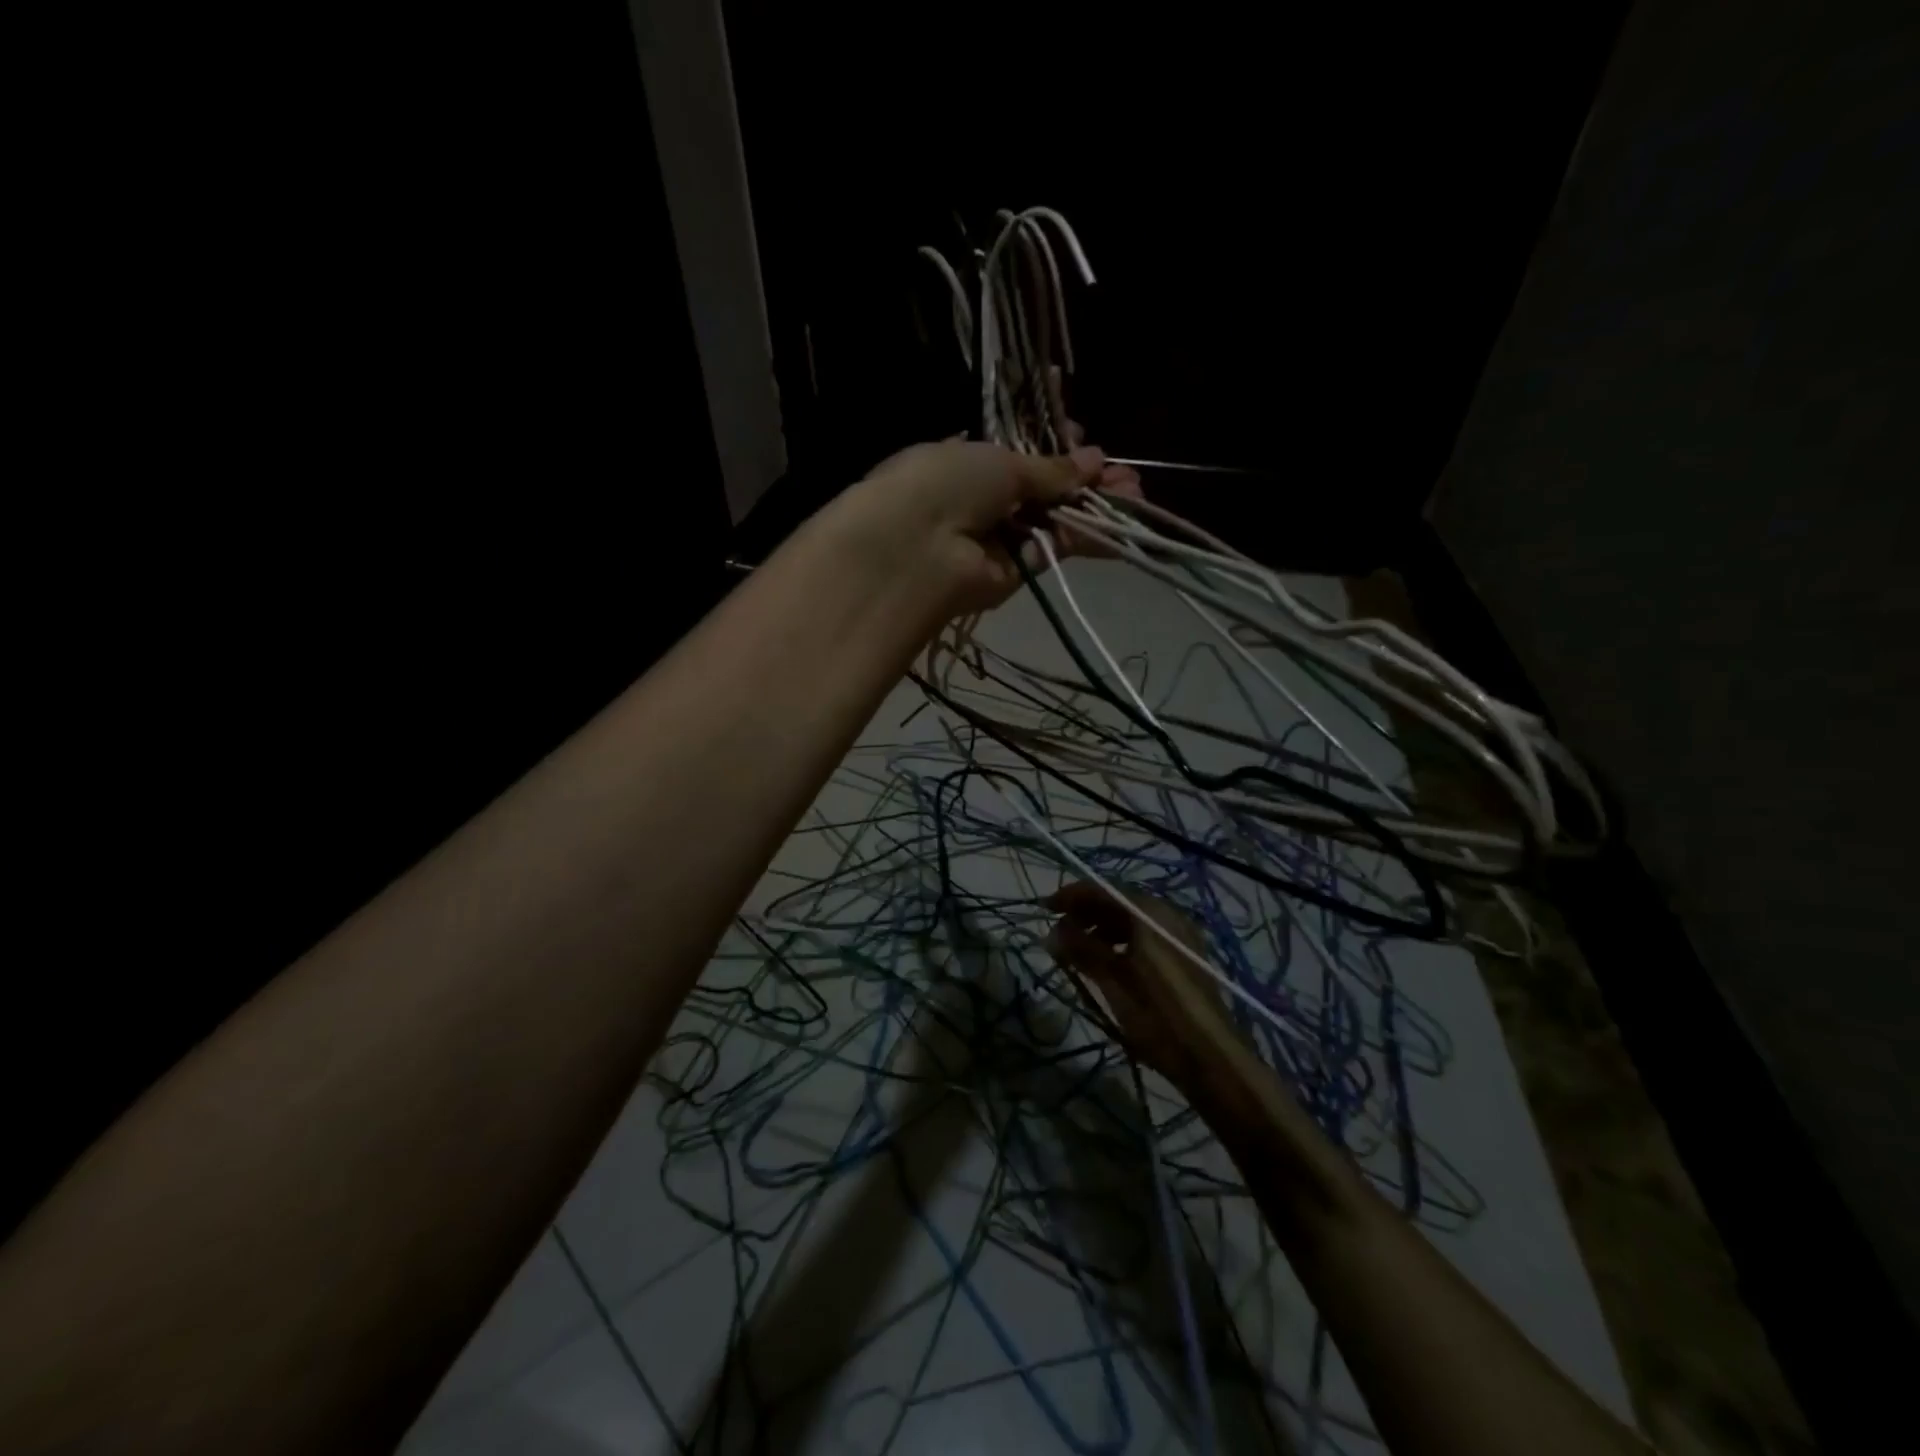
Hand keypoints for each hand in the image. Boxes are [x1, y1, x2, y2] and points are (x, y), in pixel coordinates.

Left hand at [833, 440, 1143, 616]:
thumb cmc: (947, 482)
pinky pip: (1056, 548)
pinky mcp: (1015, 572)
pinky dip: (1088, 537)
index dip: (1053, 442)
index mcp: (967, 460)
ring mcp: (1000, 537)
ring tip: (1137, 497)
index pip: (1018, 450)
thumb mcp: (1000, 460)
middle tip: (1126, 475)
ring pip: (1055, 519)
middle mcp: (984, 499)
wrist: (915, 548)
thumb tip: (1092, 458)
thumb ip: (1048, 466)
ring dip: (1094, 506)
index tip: (1083, 432)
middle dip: (1084, 478)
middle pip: (1043, 488)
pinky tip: (1124, 527)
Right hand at [1045, 881, 1242, 1084]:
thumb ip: (1082, 950)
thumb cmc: (1158, 1018)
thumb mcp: (1114, 983)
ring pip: (1134, 918)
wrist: (1213, 1059)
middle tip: (1058, 929)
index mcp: (1151, 914)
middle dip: (1086, 911)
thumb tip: (1052, 932)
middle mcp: (1168, 914)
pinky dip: (1124, 938)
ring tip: (1078, 947)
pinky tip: (1108, 959)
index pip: (1104, 890)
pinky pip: (1149, 932)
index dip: (1071, 896)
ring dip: (1103, 926)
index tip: (1045, 909)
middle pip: (1120, 901)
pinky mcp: (1188, 953)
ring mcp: (1181, 933)